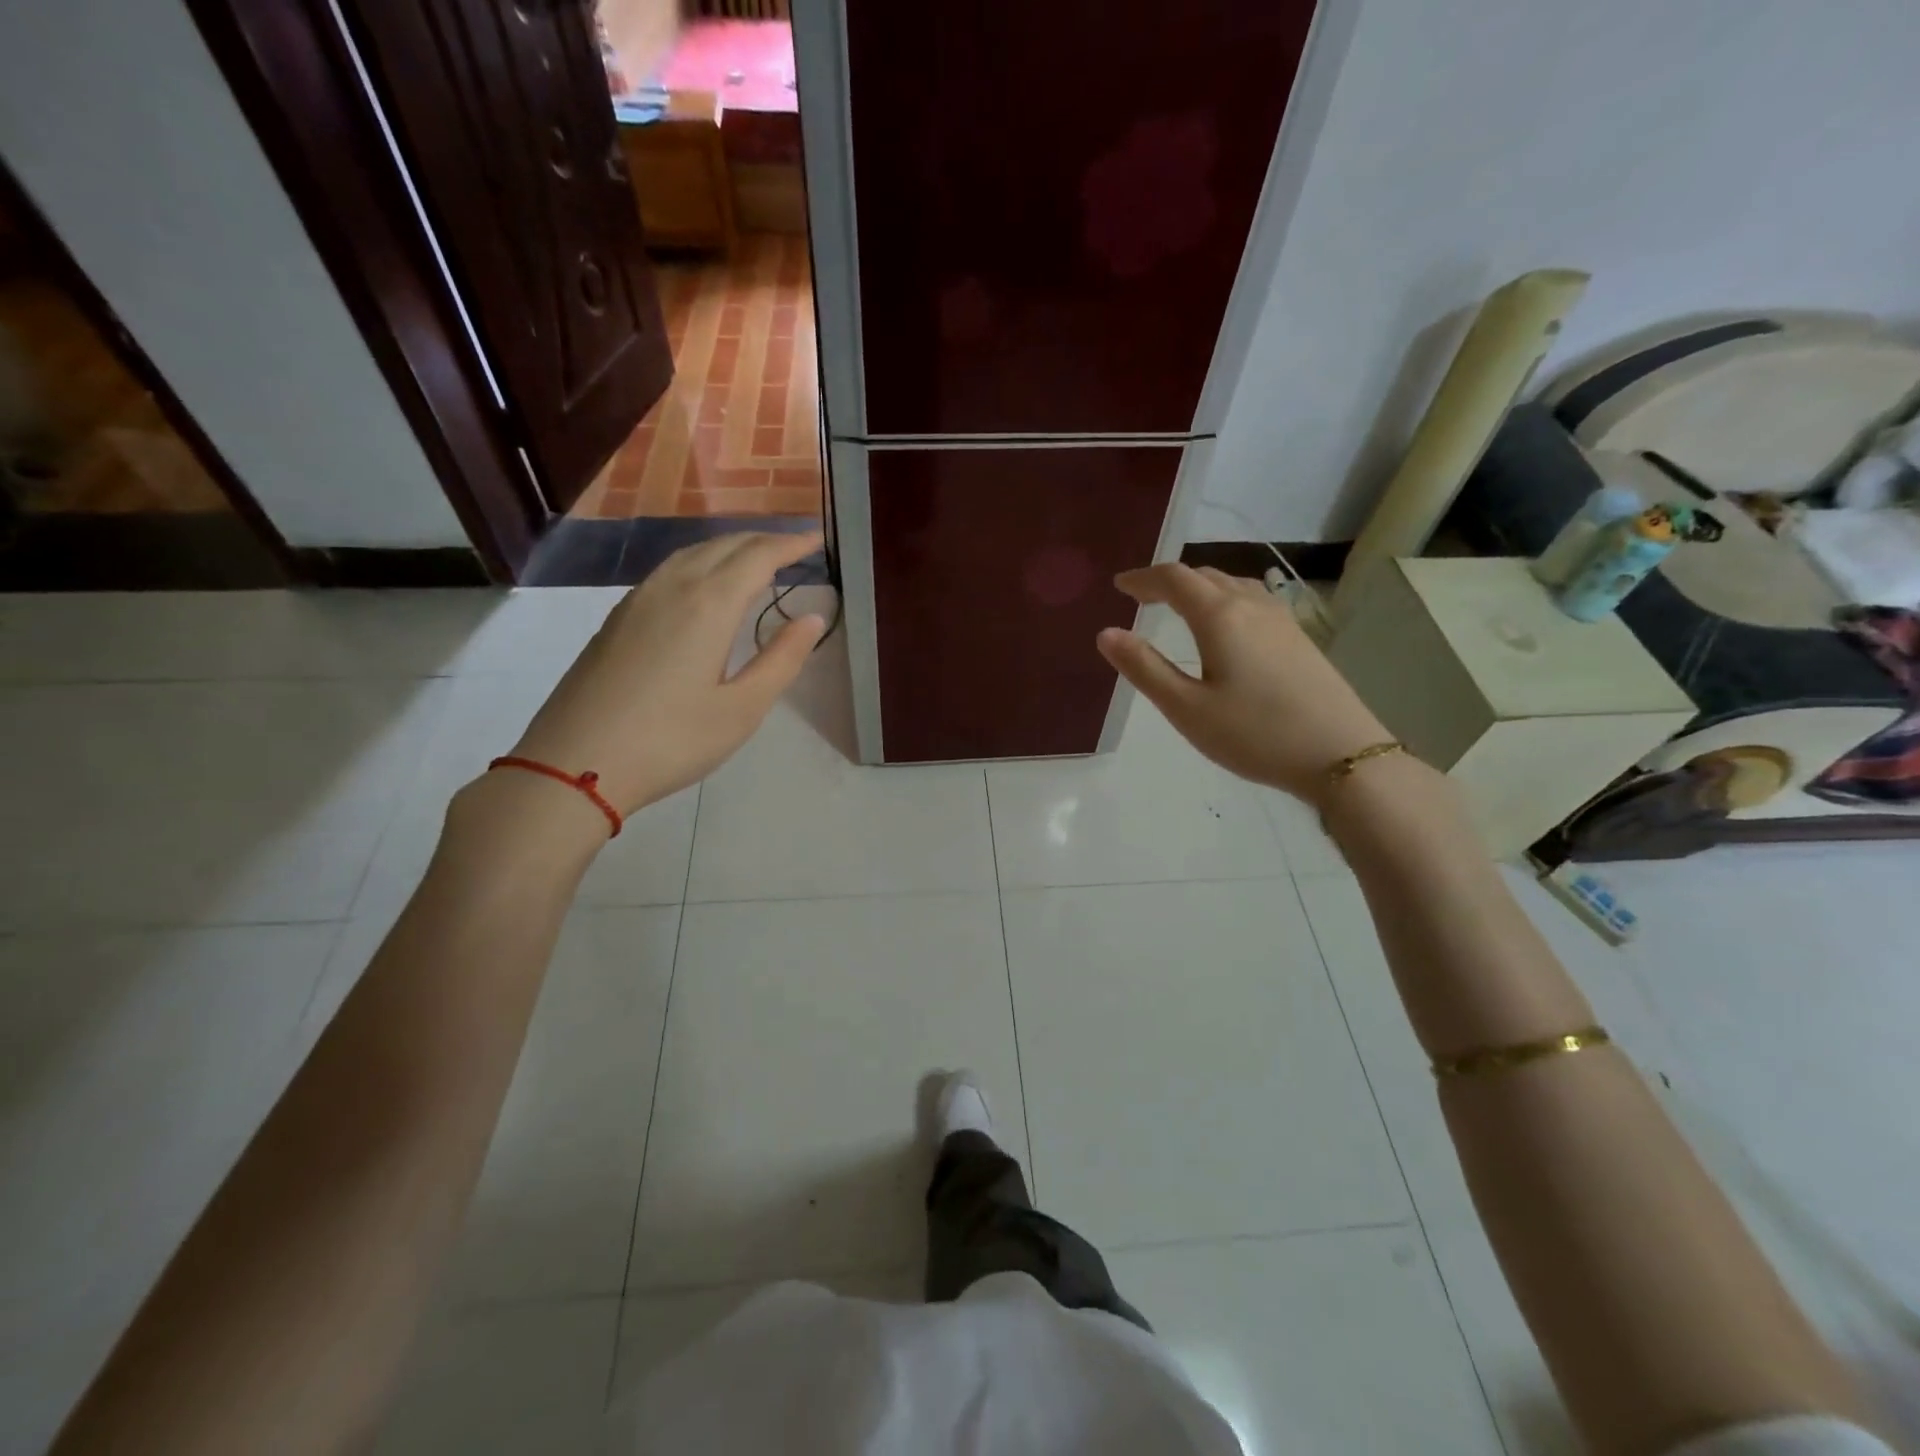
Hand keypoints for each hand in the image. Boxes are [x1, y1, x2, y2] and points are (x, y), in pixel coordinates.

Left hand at [509, 531, 825, 814]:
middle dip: (763, 540)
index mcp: (709, 605)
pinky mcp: (617, 619)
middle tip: (794, 549)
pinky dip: (700, 562)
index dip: (791, 544)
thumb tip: (812, 618)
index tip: (818, 539)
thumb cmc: (670, 741)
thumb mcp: (742, 709)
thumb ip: (781, 660)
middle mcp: (673, 587)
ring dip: (730, 548)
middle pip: (724, 545)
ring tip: (755, 560)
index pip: (759, 557)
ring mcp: (638, 600)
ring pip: (692, 553)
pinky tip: (704, 585)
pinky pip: (669, 570)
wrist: (574, 763)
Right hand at [1096, 564, 1388, 804]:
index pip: (1174, 579)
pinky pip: (1253, 600)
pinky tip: (1226, 626)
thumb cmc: (1254, 734)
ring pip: (1232, 585)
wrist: (1341, 754)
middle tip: (1142, 598)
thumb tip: (1106, 633)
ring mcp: (1281, 619)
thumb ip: (1144, 668)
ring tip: (1179, 607)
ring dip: (1200, 588)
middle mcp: (1251, 605)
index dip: (1143, 578)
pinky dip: (1225, 600)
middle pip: (1204, 575)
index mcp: (1219, 616)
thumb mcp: (1186, 708)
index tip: (1120, 586)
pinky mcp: (1299, 637)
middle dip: (1169, 581)